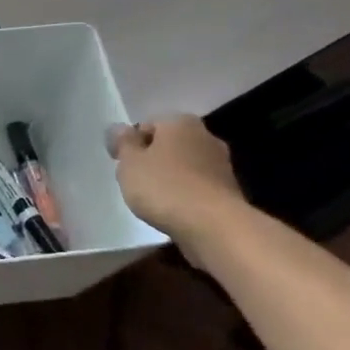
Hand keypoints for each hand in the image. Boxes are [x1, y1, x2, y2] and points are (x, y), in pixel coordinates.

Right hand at [107, 114, 247, 254]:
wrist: (213, 225)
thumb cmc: (164, 186)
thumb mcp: (130, 163)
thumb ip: (123, 143)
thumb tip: (120, 128)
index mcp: (180, 123)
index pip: (148, 125)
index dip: (131, 143)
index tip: (120, 163)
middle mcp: (205, 136)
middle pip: (169, 145)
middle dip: (152, 159)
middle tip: (134, 180)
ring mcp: (221, 164)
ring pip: (185, 166)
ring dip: (170, 178)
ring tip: (153, 199)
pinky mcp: (229, 191)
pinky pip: (197, 186)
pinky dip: (185, 194)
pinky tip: (173, 210)